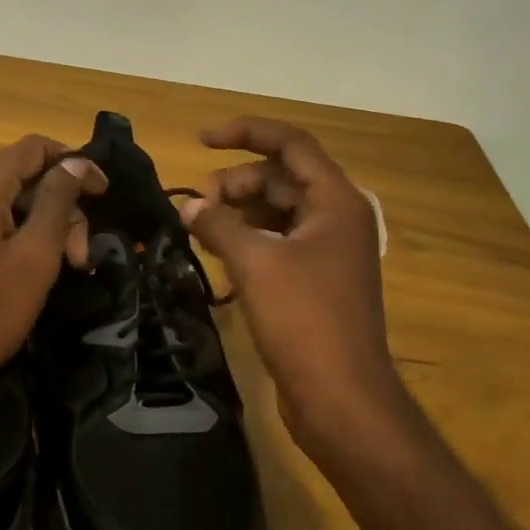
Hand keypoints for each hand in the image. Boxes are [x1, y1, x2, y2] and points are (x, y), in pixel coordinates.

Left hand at [0, 135, 106, 415]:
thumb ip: (58, 201)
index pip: (34, 147)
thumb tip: (76, 162)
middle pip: (23, 177)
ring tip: (68, 267)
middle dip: (61, 208)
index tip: (103, 193)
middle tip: (83, 255)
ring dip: (44, 226)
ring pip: (8, 201)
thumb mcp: (36, 254)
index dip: (74, 163)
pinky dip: (19, 234)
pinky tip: (36, 266)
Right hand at [180, 118, 402, 452]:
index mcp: (336, 201)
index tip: (200, 140)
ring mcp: (328, 252)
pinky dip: (248, 241)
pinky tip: (218, 255)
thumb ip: (218, 224)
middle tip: (197, 207)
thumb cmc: (304, 320)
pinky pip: (277, 242)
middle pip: (281, 178)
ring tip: (201, 230)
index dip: (245, 133)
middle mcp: (337, 218)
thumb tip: (188, 207)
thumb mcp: (255, 263)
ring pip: (277, 211)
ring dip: (238, 212)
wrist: (341, 397)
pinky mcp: (315, 281)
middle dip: (235, 182)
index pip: (291, 144)